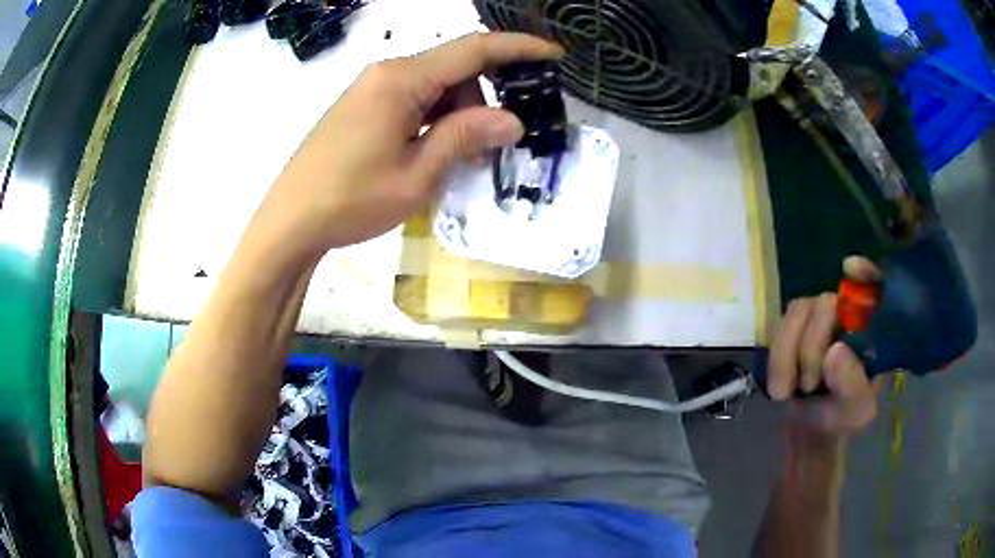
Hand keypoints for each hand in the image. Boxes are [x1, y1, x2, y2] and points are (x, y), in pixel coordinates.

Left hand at [261, 32, 562, 254]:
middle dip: (483, 99)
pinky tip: (432, 152)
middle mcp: (387, 72)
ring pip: (435, 85)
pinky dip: (435, 118)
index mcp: (402, 80)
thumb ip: (464, 137)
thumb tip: (512, 120)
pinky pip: (413, 98)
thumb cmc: (350, 200)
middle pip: (454, 68)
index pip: (473, 50)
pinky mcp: (363, 105)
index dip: (518, 48)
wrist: (290, 220)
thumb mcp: (417, 175)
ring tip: (456, 159)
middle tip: (492, 145)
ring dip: (458, 114)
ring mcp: (371, 87)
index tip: (553, 55)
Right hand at [767, 256, 887, 433]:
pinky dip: (776, 357)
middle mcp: (848, 315)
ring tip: (788, 391)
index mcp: (873, 329)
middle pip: (826, 301)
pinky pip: (778, 327)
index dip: (865, 272)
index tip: (848, 269)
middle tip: (809, 385)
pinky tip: (780, 387)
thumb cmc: (841, 419)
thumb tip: (835, 350)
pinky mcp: (793, 329)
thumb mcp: (856, 411)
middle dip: (812, 344)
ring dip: (789, 354)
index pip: (876, 286)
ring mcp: (818, 319)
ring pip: (798, 310)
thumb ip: (852, 386)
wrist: (809, 432)